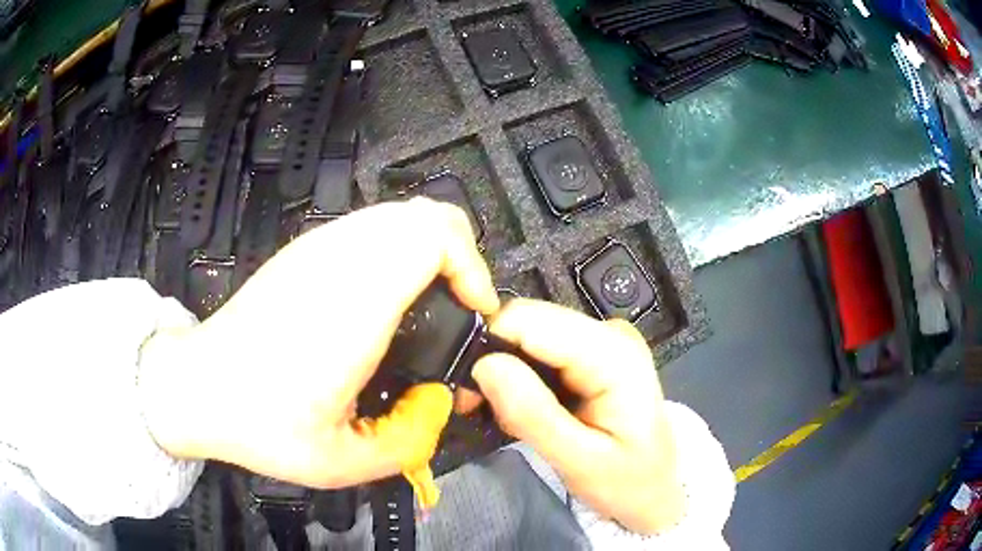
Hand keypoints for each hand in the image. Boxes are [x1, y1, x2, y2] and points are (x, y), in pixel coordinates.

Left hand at [138, 198, 498, 488]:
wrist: (198, 387)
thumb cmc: (260, 424)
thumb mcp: (341, 462)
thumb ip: (410, 442)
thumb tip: (440, 405)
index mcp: (352, 305)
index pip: (433, 237)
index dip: (471, 268)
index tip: (474, 313)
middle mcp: (337, 261)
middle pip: (426, 215)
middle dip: (461, 258)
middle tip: (458, 312)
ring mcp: (317, 248)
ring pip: (400, 216)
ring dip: (431, 254)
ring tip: (428, 308)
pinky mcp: (305, 251)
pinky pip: (371, 229)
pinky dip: (399, 251)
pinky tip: (386, 301)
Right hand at [472, 299, 684, 534]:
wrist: (654, 490)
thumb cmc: (627, 482)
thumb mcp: (580, 462)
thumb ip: (533, 414)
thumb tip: (484, 364)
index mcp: (613, 353)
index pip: (529, 319)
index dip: (489, 346)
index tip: (468, 392)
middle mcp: (609, 332)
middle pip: (528, 322)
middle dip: (495, 362)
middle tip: (484, 411)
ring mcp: (603, 339)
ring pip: (529, 334)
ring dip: (507, 373)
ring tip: (509, 417)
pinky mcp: (594, 351)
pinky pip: (541, 348)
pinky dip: (523, 378)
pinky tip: (529, 408)